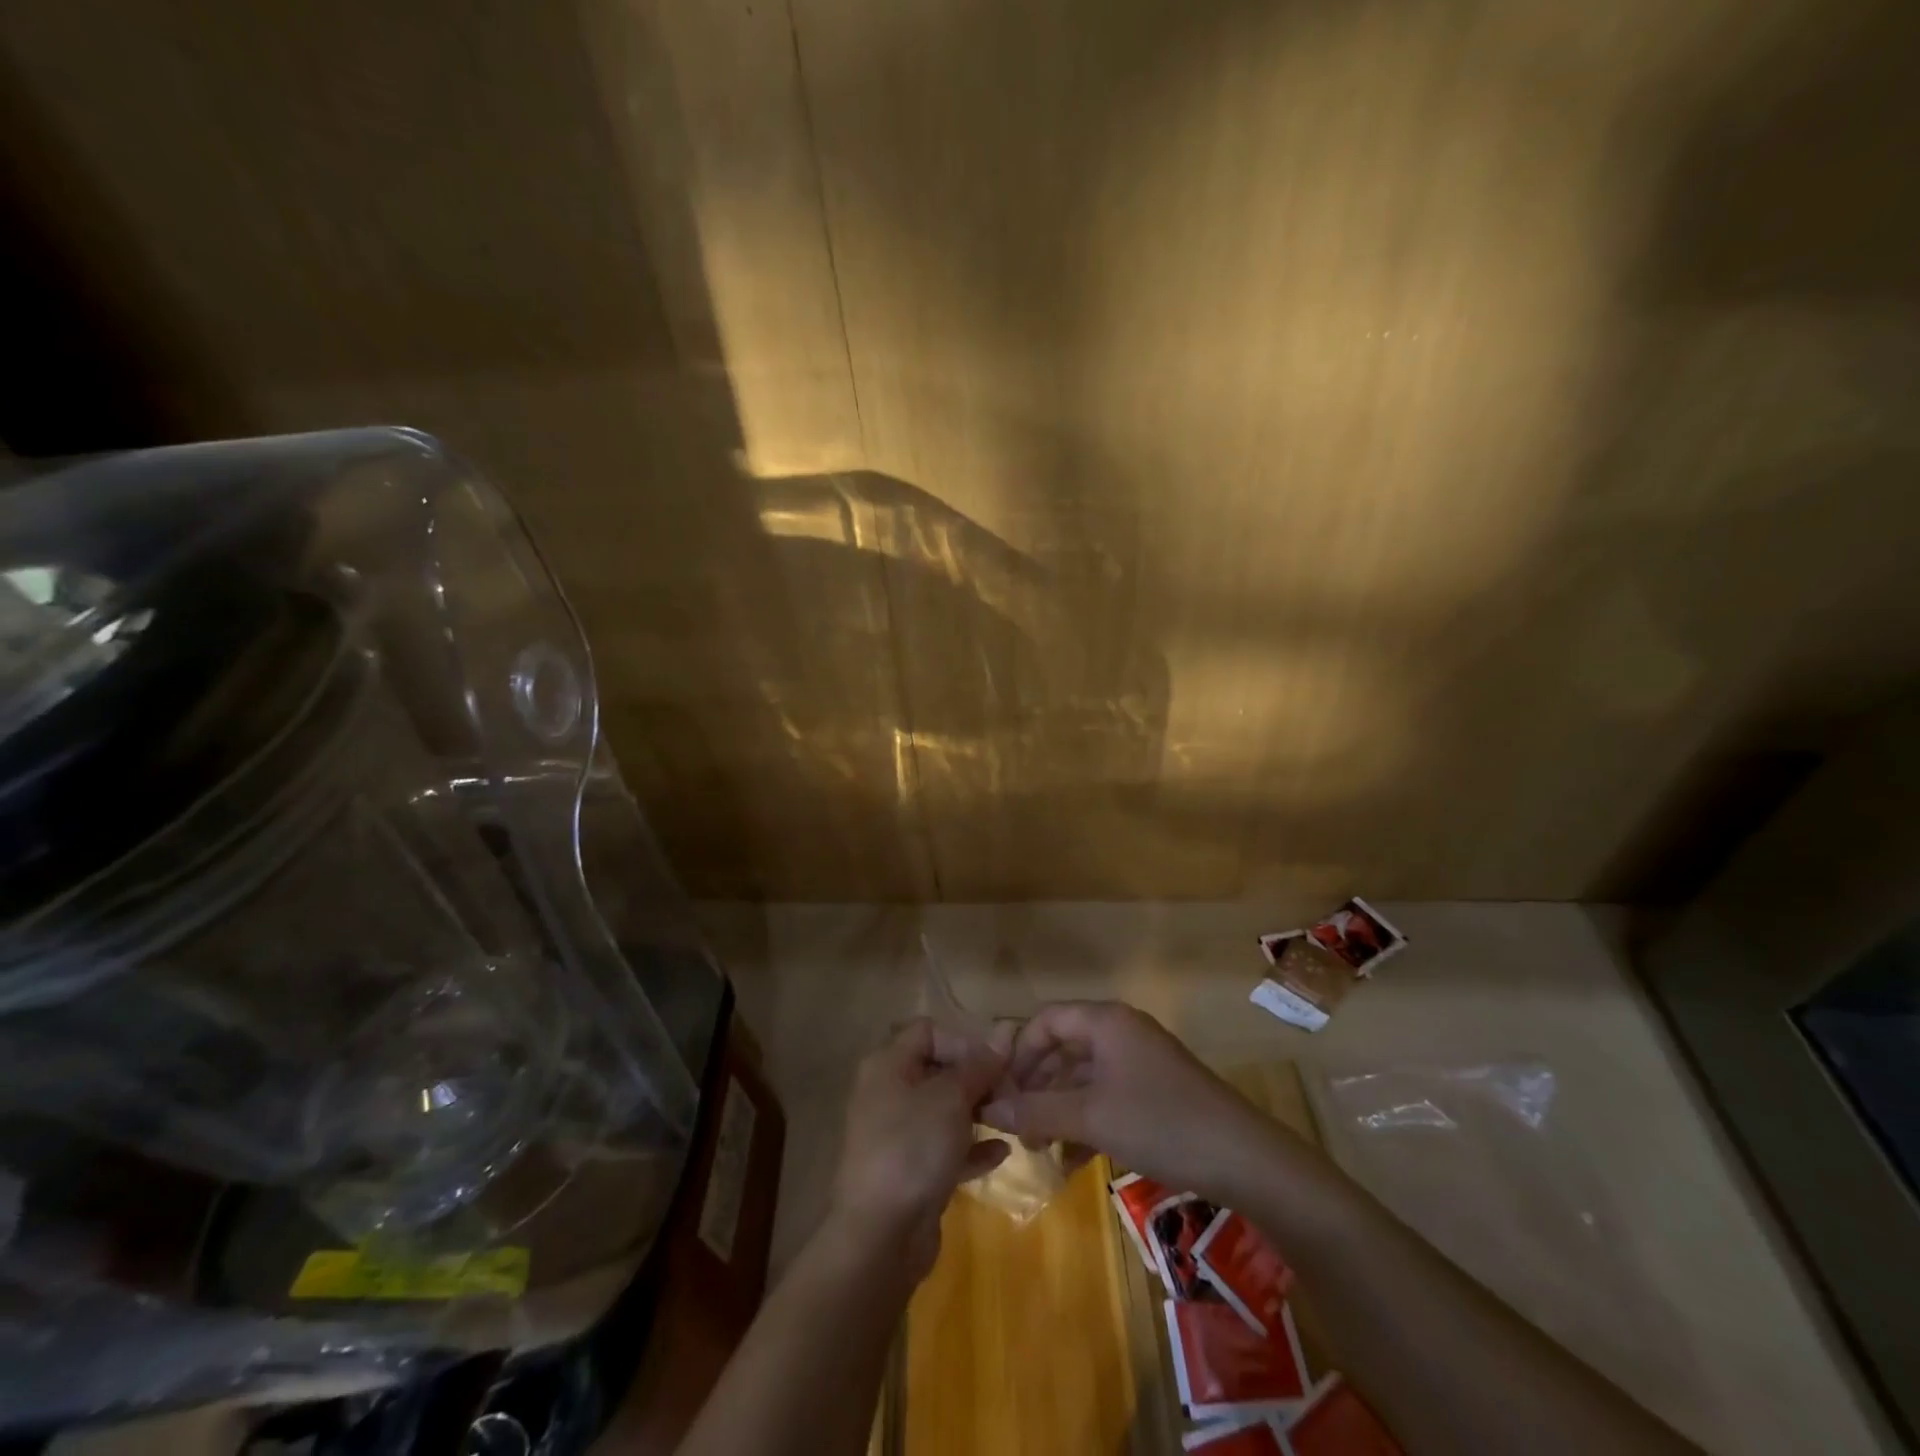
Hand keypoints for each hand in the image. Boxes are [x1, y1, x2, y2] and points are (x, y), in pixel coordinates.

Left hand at [828, 1018, 1010, 1277]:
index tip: (996, 1063)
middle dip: (977, 1078)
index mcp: (888, 1065)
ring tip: (1012, 1118)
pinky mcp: (910, 1171)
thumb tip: (1003, 1033)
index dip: (964, 1041)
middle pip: (938, 1070)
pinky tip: (1003, 1152)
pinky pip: (945, 1148)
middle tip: (1012, 1092)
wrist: (881, 1235)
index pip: (929, 1031)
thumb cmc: (913, 1147)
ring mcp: (897, 1134)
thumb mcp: (951, 1098)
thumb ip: (978, 1066)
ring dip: (978, 1112)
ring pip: (944, 1110)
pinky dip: (971, 1147)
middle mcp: (888, 1092)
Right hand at [980, 1001, 1285, 1201]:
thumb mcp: (1090, 1117)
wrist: (1243, 1158)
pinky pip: (1106, 1095)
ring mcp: (1140, 1061)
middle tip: (1015, 1126)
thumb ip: (1036, 1111)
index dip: (1018, 1053)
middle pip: (1063, 1048)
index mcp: (1105, 1021)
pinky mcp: (1155, 1090)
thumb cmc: (1159, 1123)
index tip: (1000, 1093)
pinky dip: (1086, 1120)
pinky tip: (1073, 1159)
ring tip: (1040, 1150)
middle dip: (1036, 1087)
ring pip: (1084, 1076)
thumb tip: (987, 1109)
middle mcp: (1121, 1031)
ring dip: (1059, 1109)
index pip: (1046, 1021)